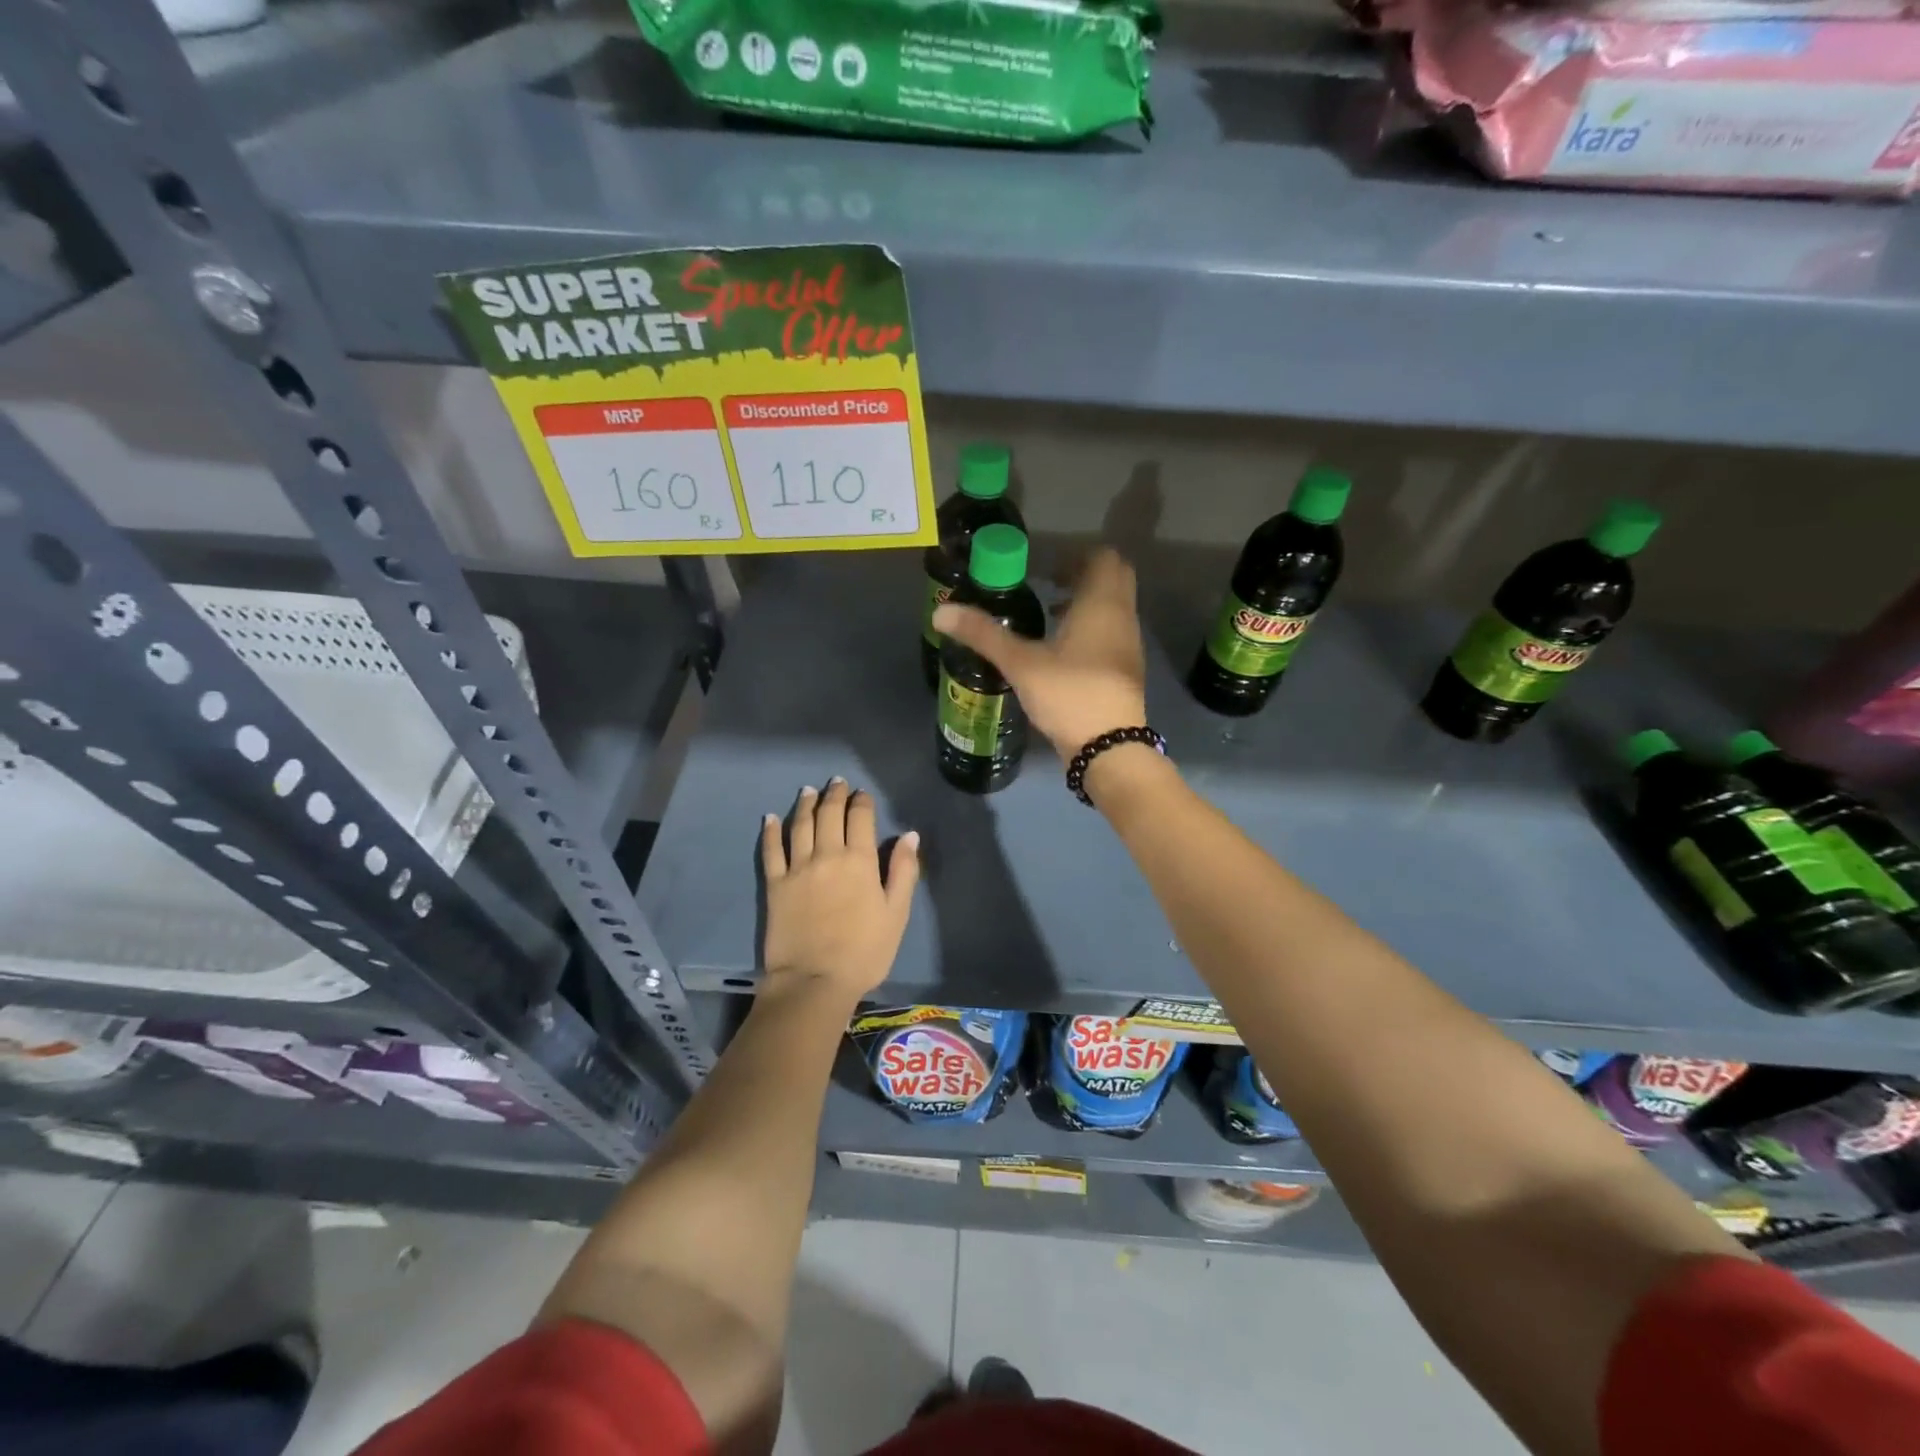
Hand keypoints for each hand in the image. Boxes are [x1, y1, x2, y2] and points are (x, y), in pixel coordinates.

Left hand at [760, 778, 918, 1003]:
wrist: (814, 981)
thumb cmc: (864, 951)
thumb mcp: (896, 913)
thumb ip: (904, 871)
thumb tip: (909, 835)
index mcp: (860, 860)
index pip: (860, 818)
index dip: (862, 802)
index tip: (862, 794)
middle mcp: (827, 855)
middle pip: (829, 814)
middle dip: (834, 795)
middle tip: (836, 782)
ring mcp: (797, 868)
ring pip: (800, 825)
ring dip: (805, 804)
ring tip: (808, 791)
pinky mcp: (775, 885)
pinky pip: (771, 850)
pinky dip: (771, 831)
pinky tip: (771, 818)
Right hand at [932, 547, 1147, 760]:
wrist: (1108, 747)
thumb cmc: (1068, 694)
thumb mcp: (1020, 663)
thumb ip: (983, 634)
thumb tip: (941, 612)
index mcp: (1101, 604)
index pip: (1103, 558)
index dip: (1075, 556)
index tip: (1045, 569)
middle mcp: (1122, 617)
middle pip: (1113, 578)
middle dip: (1082, 576)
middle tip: (1047, 586)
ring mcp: (1129, 645)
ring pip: (1114, 607)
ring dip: (1087, 603)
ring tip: (1049, 616)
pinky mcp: (1126, 670)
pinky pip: (1113, 632)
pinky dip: (1092, 629)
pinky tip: (1063, 652)